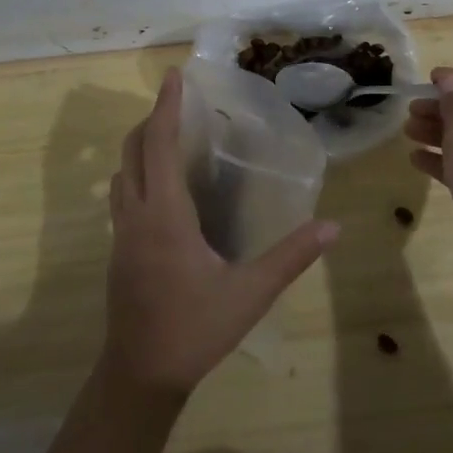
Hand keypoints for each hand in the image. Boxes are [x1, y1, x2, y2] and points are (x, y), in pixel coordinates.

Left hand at [102, 68, 339, 398]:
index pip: (158, 145)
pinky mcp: (119, 251)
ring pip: (122, 173)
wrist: (139, 377)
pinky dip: (139, 173)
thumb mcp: (250, 293)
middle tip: (180, 104)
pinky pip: (122, 195)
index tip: (173, 76)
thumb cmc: (194, 330)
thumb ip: (291, 257)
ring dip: (141, 146)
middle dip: (152, 120)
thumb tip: (332, 227)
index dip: (165, 107)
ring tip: (173, 138)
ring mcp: (121, 234)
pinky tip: (165, 190)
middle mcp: (136, 216)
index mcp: (164, 216)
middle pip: (132, 150)